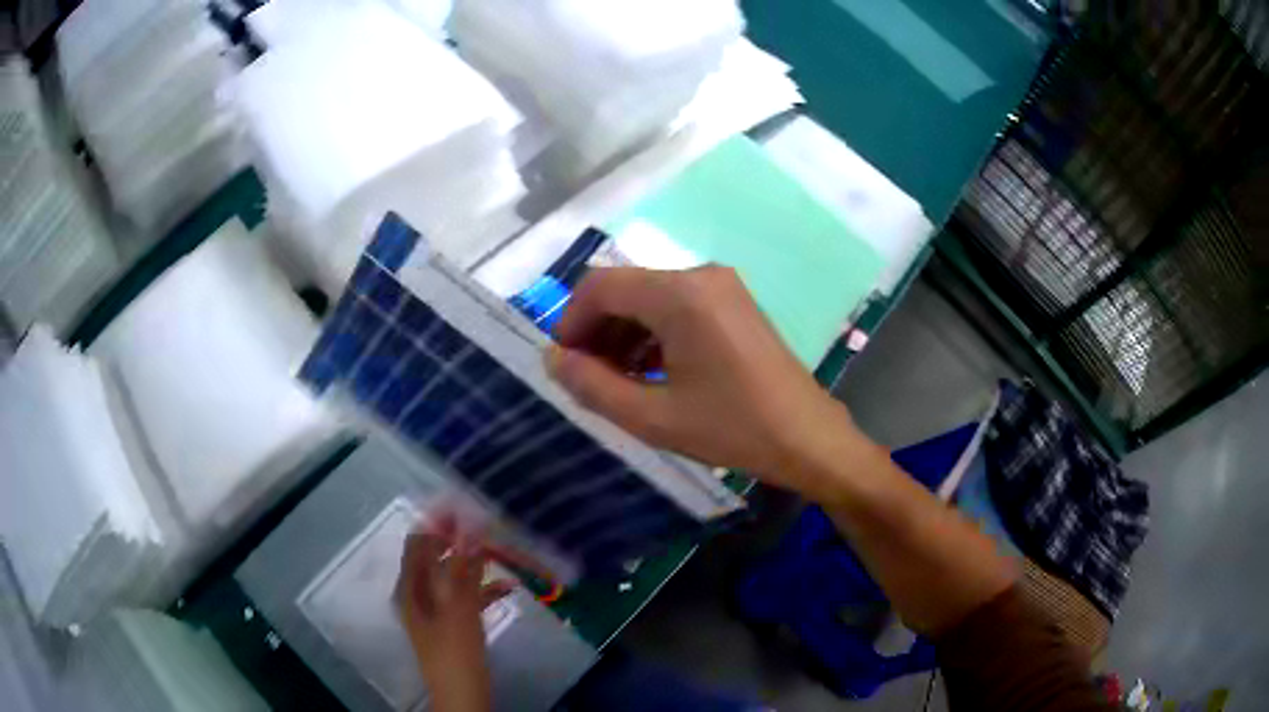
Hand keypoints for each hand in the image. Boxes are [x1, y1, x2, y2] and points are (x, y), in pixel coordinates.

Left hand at [395, 516, 515, 711]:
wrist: (462, 694)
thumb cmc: (455, 651)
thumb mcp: (460, 608)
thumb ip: (463, 569)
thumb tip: (469, 529)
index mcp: (410, 587)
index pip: (418, 542)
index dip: (438, 523)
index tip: (465, 508)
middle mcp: (418, 594)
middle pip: (435, 558)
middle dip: (460, 543)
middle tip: (489, 529)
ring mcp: (435, 610)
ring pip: (453, 577)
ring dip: (474, 566)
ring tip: (501, 554)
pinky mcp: (452, 624)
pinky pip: (464, 598)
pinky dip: (481, 590)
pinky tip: (506, 588)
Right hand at [547, 265, 865, 499]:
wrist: (808, 437)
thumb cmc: (732, 428)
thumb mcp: (653, 417)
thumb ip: (592, 386)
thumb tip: (553, 358)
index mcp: (680, 295)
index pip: (600, 286)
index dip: (571, 321)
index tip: (565, 363)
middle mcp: (700, 275)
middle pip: (626, 288)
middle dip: (597, 329)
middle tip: (586, 377)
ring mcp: (722, 286)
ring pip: (650, 297)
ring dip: (624, 333)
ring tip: (616, 381)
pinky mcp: (734, 302)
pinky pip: (678, 306)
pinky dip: (654, 333)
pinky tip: (651, 372)